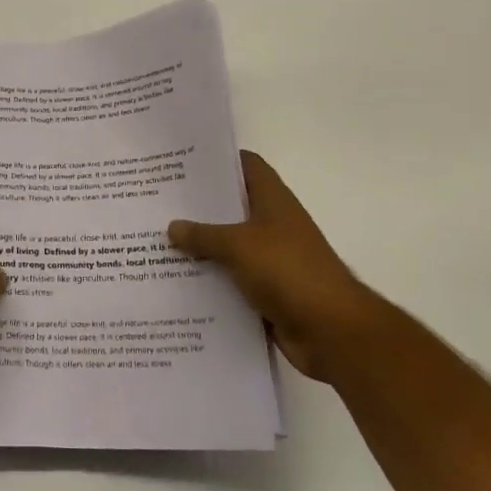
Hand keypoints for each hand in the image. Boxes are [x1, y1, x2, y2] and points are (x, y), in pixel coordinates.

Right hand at [169, 151, 367, 382]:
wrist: (332, 331)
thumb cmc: (289, 271)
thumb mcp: (239, 246)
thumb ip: (204, 235)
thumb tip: (172, 226)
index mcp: (273, 201)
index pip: (245, 165)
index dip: (218, 159)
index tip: (182, 161)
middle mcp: (272, 225)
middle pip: (232, 207)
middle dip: (199, 206)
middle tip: (158, 202)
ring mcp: (271, 260)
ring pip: (228, 246)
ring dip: (200, 247)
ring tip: (157, 241)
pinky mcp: (267, 292)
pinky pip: (231, 280)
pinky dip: (210, 281)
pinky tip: (176, 282)